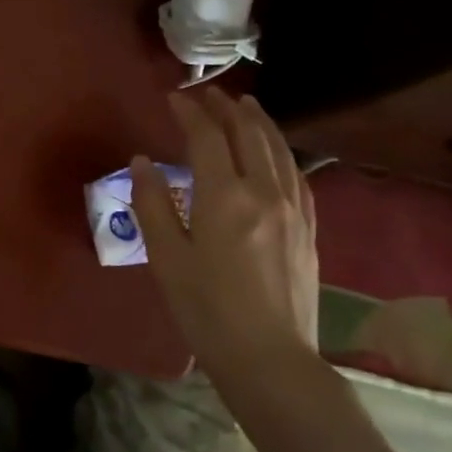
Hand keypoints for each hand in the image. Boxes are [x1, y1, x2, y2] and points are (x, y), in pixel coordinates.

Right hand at [130, 89, 318, 383]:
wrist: (269, 358)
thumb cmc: (206, 310)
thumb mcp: (166, 258)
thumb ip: (152, 204)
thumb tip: (143, 161)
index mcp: (224, 197)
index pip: (206, 137)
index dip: (189, 112)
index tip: (173, 97)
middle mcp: (264, 192)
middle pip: (247, 135)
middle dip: (226, 108)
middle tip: (208, 93)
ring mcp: (293, 209)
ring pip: (278, 150)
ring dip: (259, 122)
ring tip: (246, 105)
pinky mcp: (308, 229)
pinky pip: (297, 176)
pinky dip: (282, 152)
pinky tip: (276, 152)